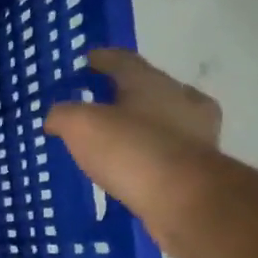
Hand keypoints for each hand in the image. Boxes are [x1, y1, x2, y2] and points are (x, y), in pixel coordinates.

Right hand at [44, 49, 223, 257]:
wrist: (184, 198)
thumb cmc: (130, 150)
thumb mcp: (81, 125)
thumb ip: (64, 115)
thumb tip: (57, 117)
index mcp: (150, 82)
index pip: (124, 61)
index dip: (103, 59)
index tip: (89, 59)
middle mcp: (179, 100)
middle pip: (150, 87)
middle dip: (127, 92)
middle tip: (103, 101)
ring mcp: (197, 133)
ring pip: (165, 119)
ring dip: (144, 124)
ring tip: (119, 137)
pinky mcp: (201, 166)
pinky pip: (169, 152)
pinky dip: (151, 154)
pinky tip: (136, 166)